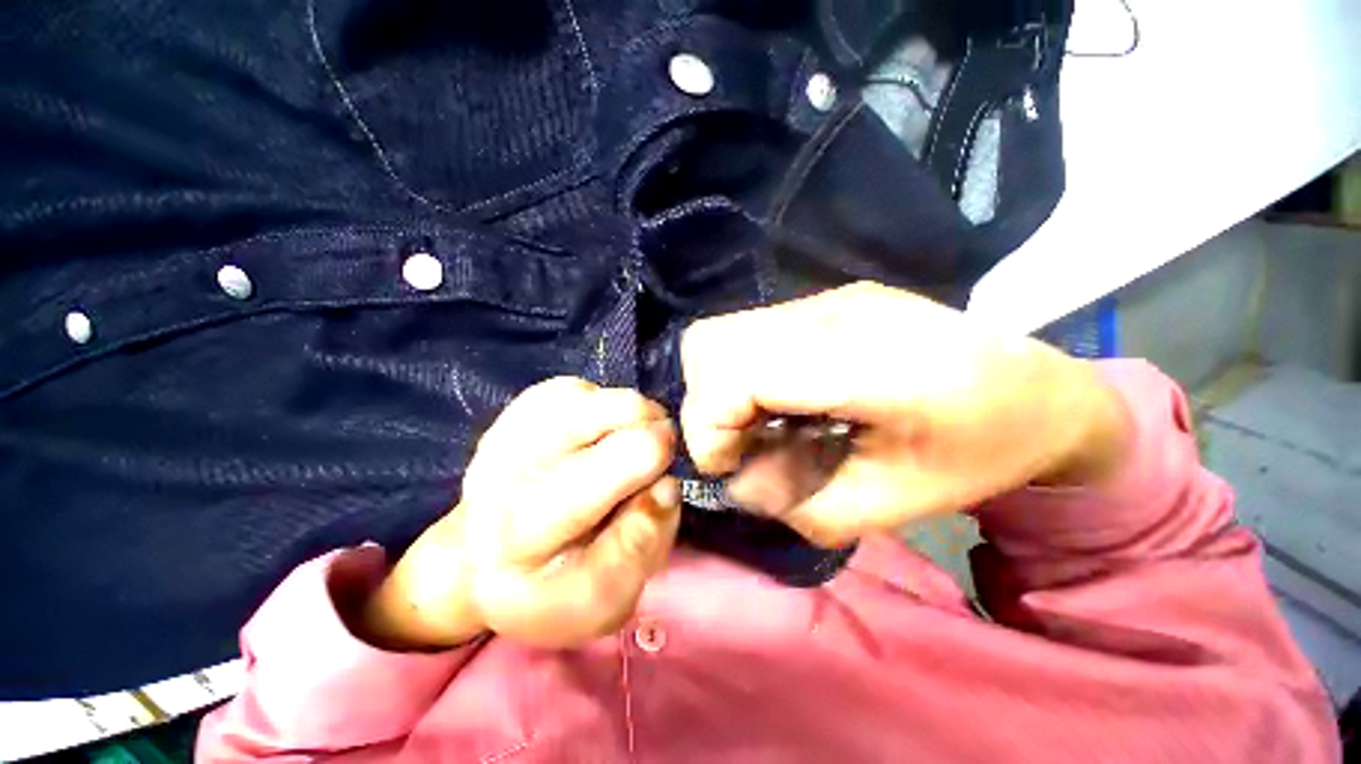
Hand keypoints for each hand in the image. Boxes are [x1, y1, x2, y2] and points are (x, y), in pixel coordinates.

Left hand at [358, 378, 680, 649]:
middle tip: (661, 453)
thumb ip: (642, 547)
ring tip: (635, 441)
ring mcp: (506, 435)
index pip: (590, 496)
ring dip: (632, 416)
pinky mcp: (517, 411)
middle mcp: (499, 480)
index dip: (645, 479)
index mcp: (517, 541)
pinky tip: (606, 431)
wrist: (492, 554)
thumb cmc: (556, 583)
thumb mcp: (605, 598)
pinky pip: (580, 389)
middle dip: (648, 435)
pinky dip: (608, 405)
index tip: (664, 485)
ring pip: (593, 400)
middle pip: (593, 428)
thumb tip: (666, 486)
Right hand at [681, 282, 1129, 547]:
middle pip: (711, 343)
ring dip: (721, 387)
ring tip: (760, 422)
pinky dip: (742, 371)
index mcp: (862, 364)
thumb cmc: (980, 454)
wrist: (1041, 391)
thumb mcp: (894, 504)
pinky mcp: (829, 299)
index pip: (734, 374)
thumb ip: (802, 504)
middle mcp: (833, 313)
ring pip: (722, 333)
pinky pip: (750, 331)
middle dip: (707, 406)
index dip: (710, 427)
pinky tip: (781, 398)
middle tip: (742, 444)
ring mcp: (829, 298)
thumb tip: (741, 482)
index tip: (731, 467)